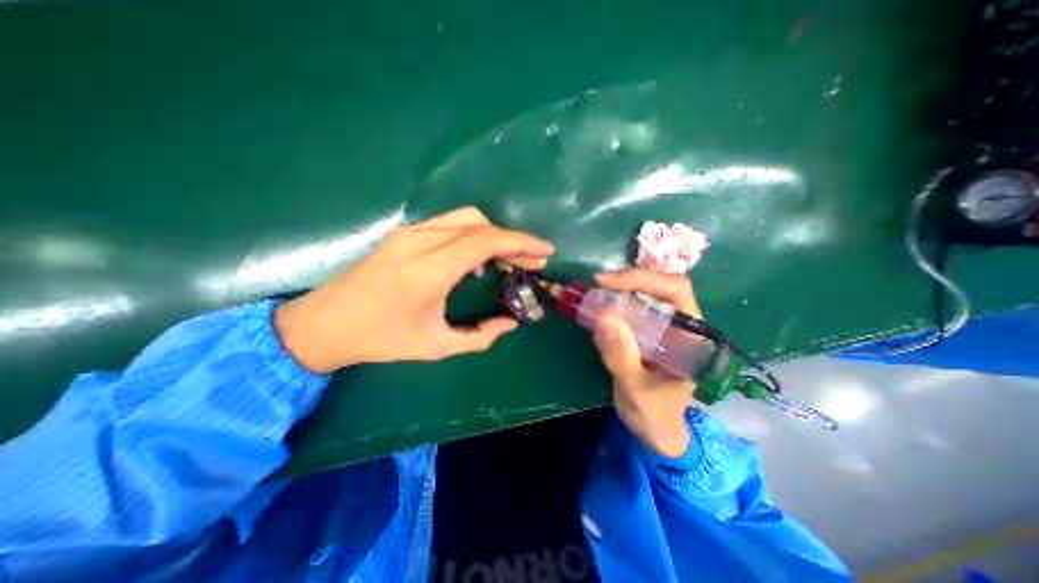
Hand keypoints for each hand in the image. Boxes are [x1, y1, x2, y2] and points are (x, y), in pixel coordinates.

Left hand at [271, 210, 555, 373]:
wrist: (324, 324)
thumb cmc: (380, 339)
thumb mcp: (435, 346)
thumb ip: (479, 337)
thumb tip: (511, 323)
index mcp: (429, 270)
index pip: (486, 240)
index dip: (521, 242)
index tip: (545, 251)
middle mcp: (420, 242)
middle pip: (480, 224)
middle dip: (512, 239)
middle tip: (531, 260)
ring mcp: (409, 233)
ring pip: (466, 218)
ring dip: (493, 235)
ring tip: (507, 260)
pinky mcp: (404, 233)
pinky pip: (449, 224)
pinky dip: (473, 236)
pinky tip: (476, 260)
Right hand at [587, 269, 700, 459]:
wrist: (656, 429)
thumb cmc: (654, 414)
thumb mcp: (635, 390)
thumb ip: (621, 357)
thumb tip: (603, 317)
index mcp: (692, 335)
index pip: (675, 290)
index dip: (641, 279)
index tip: (605, 283)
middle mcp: (682, 323)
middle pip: (659, 285)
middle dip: (626, 281)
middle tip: (595, 287)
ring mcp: (665, 325)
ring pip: (644, 293)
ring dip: (617, 290)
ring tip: (592, 296)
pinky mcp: (649, 330)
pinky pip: (632, 307)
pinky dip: (613, 302)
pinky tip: (597, 308)